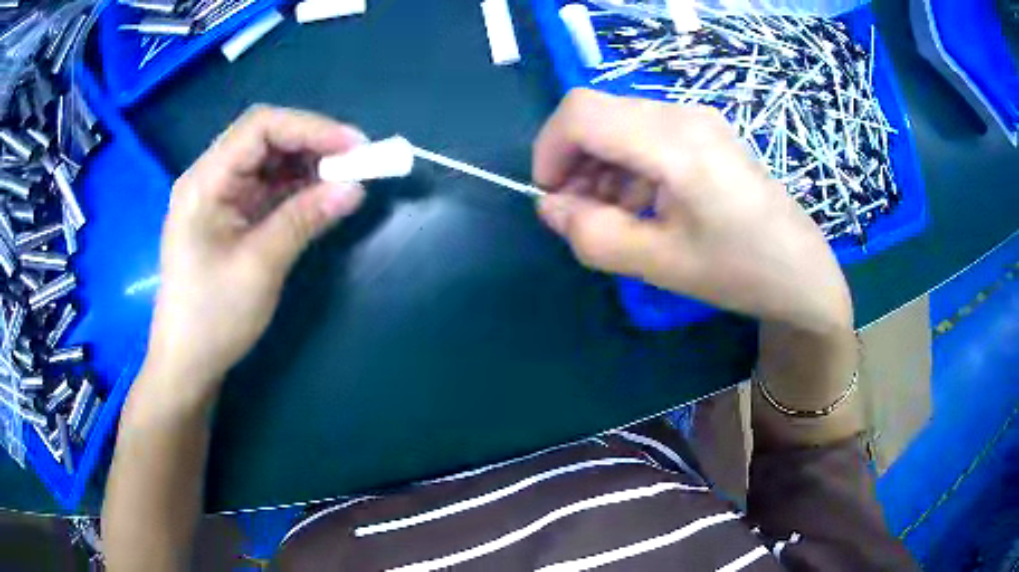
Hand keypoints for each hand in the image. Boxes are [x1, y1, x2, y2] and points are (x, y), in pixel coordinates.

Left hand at [141, 106, 366, 407]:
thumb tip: (355, 188)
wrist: (187, 363)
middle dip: (312, 143)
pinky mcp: (228, 215)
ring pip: (268, 160)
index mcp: (205, 182)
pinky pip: (266, 186)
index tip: (355, 146)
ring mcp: (218, 196)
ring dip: (307, 164)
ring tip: (344, 179)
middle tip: (356, 162)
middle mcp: (209, 178)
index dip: (311, 128)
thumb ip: (304, 219)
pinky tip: (319, 196)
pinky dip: (295, 187)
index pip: (260, 128)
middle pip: (264, 138)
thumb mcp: (260, 267)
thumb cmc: (213, 318)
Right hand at [533, 89, 852, 332]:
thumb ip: (593, 235)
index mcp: (675, 141)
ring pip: (619, 122)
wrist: (801, 272)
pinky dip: (626, 165)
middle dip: (572, 160)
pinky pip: (646, 133)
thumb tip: (550, 206)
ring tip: (612, 216)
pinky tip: (641, 205)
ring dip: (599, 165)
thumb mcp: (660, 263)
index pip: (581, 113)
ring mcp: (698, 120)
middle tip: (580, 214)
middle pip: (597, 113)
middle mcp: (684, 115)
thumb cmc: (739, 270)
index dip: (549, 150)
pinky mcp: (706, 132)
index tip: (552, 197)